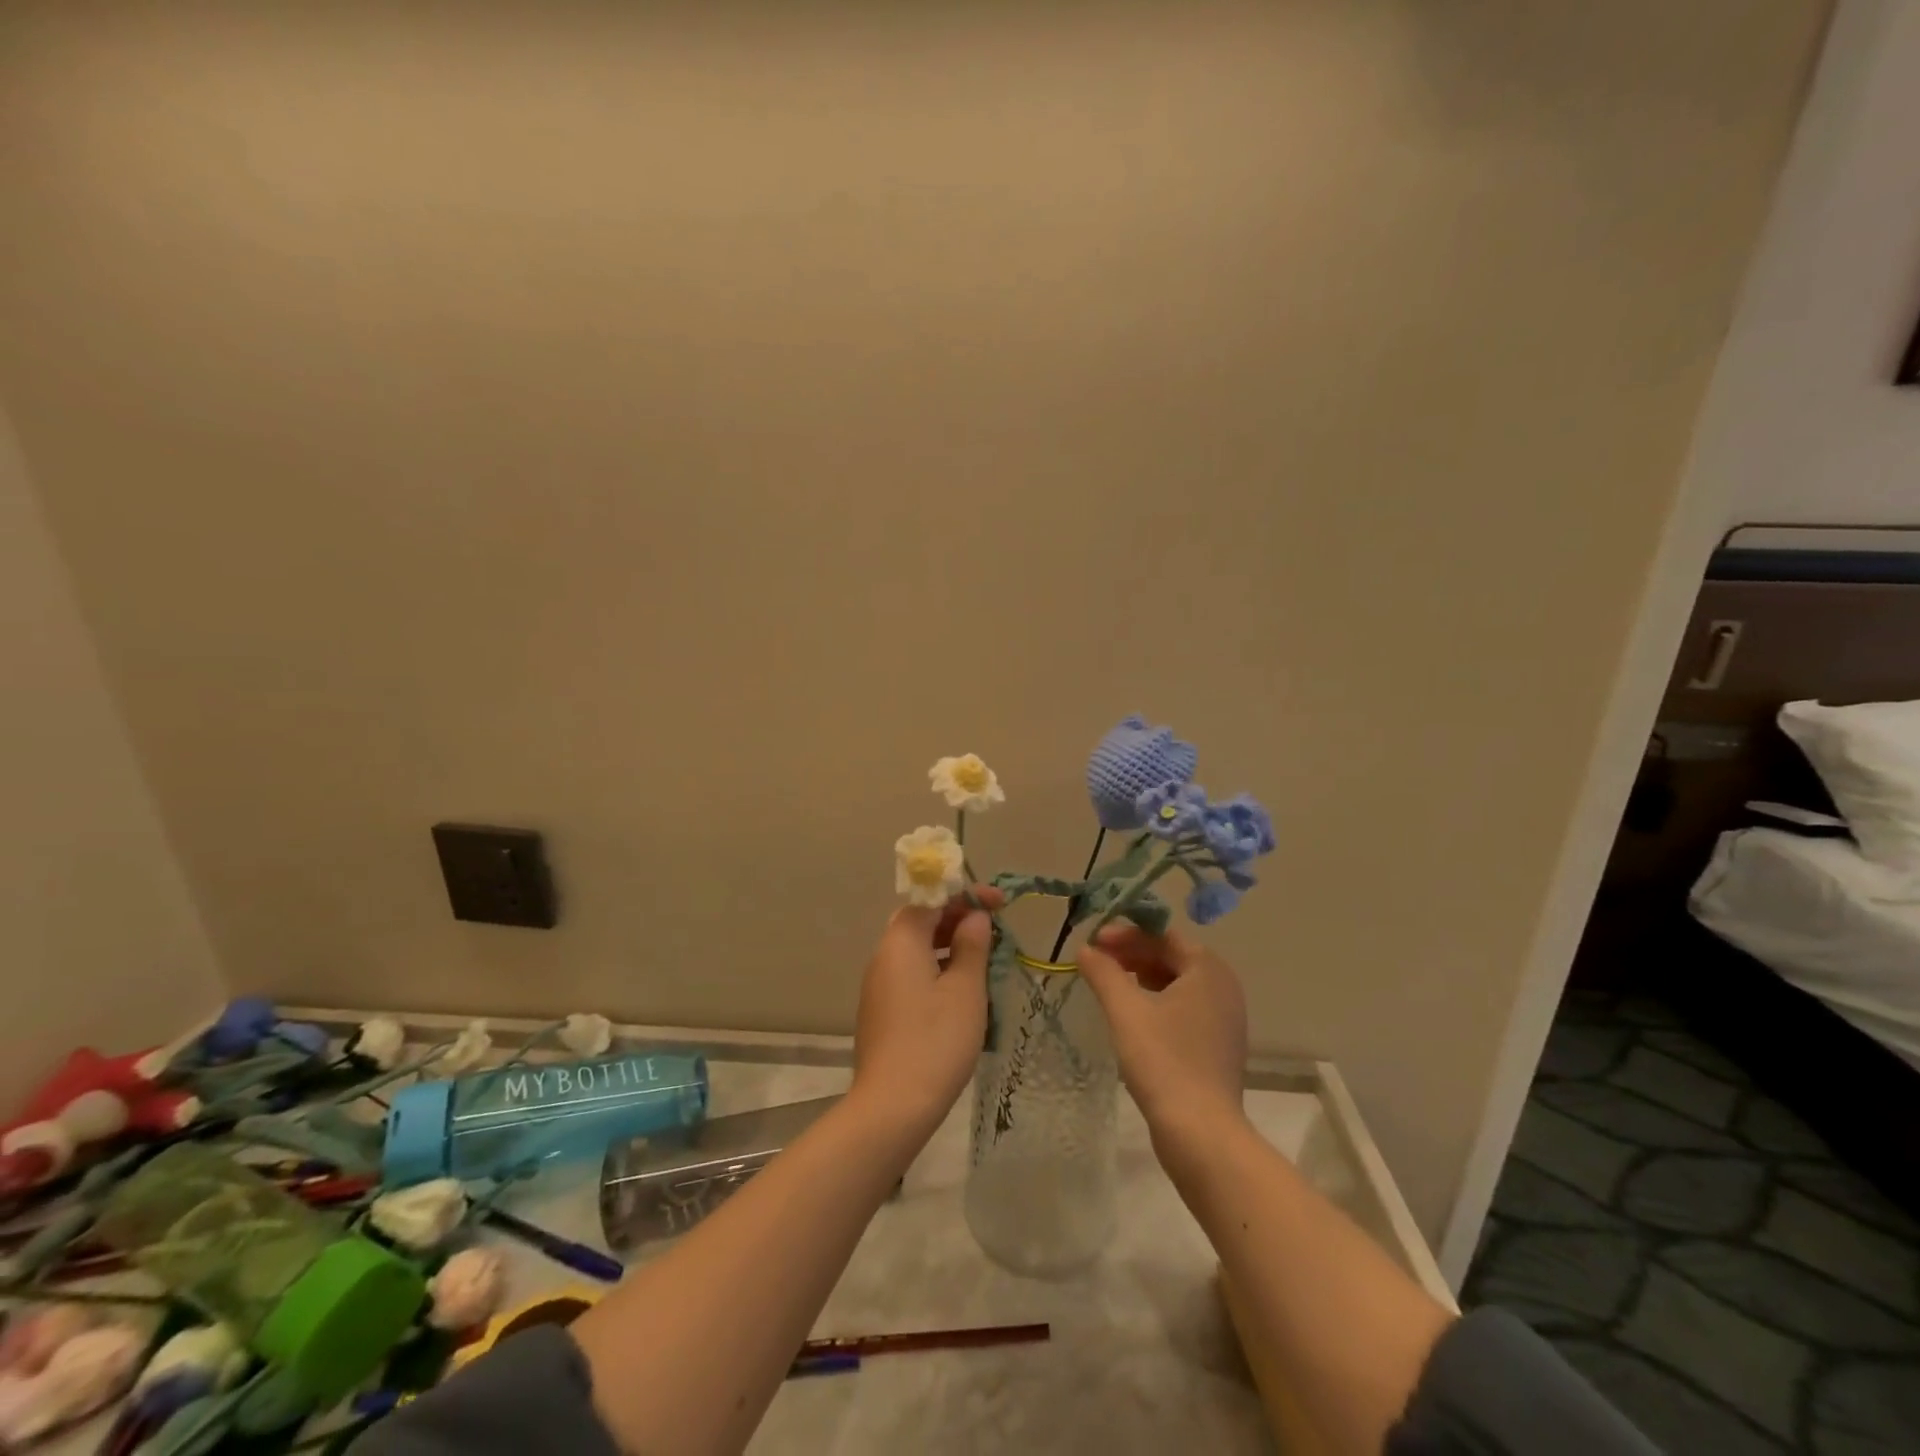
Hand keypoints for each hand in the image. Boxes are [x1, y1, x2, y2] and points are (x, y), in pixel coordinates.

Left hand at [851, 886, 1001, 1139]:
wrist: (892, 1106)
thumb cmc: (936, 1040)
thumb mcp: (966, 989)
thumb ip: (972, 945)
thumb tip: (975, 918)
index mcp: (901, 941)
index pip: (931, 898)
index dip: (966, 895)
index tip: (999, 903)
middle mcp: (883, 955)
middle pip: (920, 920)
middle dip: (956, 917)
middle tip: (991, 927)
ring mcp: (879, 984)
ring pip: (915, 948)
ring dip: (948, 943)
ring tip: (983, 957)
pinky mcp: (881, 1010)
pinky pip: (911, 973)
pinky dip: (936, 967)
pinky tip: (961, 989)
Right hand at [1076, 922, 1247, 1139]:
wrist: (1201, 1133)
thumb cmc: (1163, 1061)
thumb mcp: (1126, 1010)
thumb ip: (1103, 973)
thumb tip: (1085, 948)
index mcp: (1207, 969)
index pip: (1163, 934)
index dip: (1126, 933)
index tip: (1094, 941)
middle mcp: (1223, 987)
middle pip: (1171, 956)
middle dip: (1132, 953)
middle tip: (1097, 961)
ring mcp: (1224, 1018)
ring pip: (1177, 983)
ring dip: (1141, 977)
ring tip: (1109, 985)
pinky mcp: (1217, 1045)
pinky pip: (1184, 1007)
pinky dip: (1156, 1001)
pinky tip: (1131, 1015)